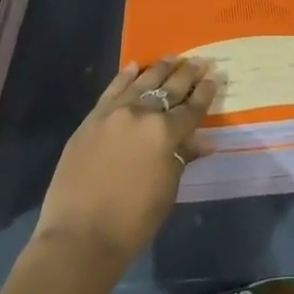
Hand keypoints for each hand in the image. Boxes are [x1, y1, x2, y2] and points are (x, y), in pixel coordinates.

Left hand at [33, 57, 218, 269]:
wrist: (79, 236)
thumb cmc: (132, 221)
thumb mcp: (167, 190)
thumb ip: (183, 158)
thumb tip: (205, 141)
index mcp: (166, 133)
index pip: (192, 108)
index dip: (205, 93)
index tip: (215, 77)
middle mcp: (142, 114)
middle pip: (169, 89)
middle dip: (187, 74)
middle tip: (200, 61)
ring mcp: (114, 113)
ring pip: (142, 83)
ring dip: (159, 69)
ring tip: (172, 57)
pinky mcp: (92, 119)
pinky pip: (112, 90)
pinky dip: (124, 77)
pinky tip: (134, 66)